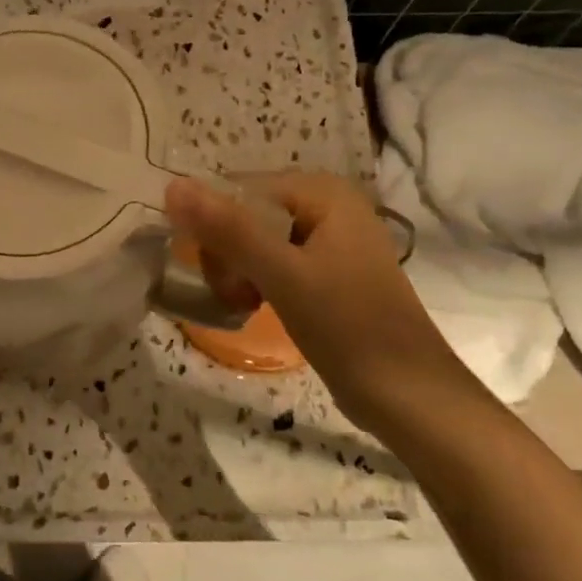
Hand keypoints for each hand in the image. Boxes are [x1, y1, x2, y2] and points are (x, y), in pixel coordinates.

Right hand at [164, 172, 468, 418]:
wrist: (408, 394)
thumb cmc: (348, 327)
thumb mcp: (283, 275)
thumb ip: (228, 229)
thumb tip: (173, 186)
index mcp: (323, 192)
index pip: (239, 193)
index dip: (216, 230)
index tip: (215, 275)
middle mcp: (327, 205)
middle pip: (246, 216)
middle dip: (228, 255)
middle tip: (235, 295)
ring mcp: (329, 240)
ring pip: (254, 242)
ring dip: (238, 272)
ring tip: (244, 305)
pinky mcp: (327, 272)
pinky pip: (273, 263)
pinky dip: (257, 282)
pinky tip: (256, 306)